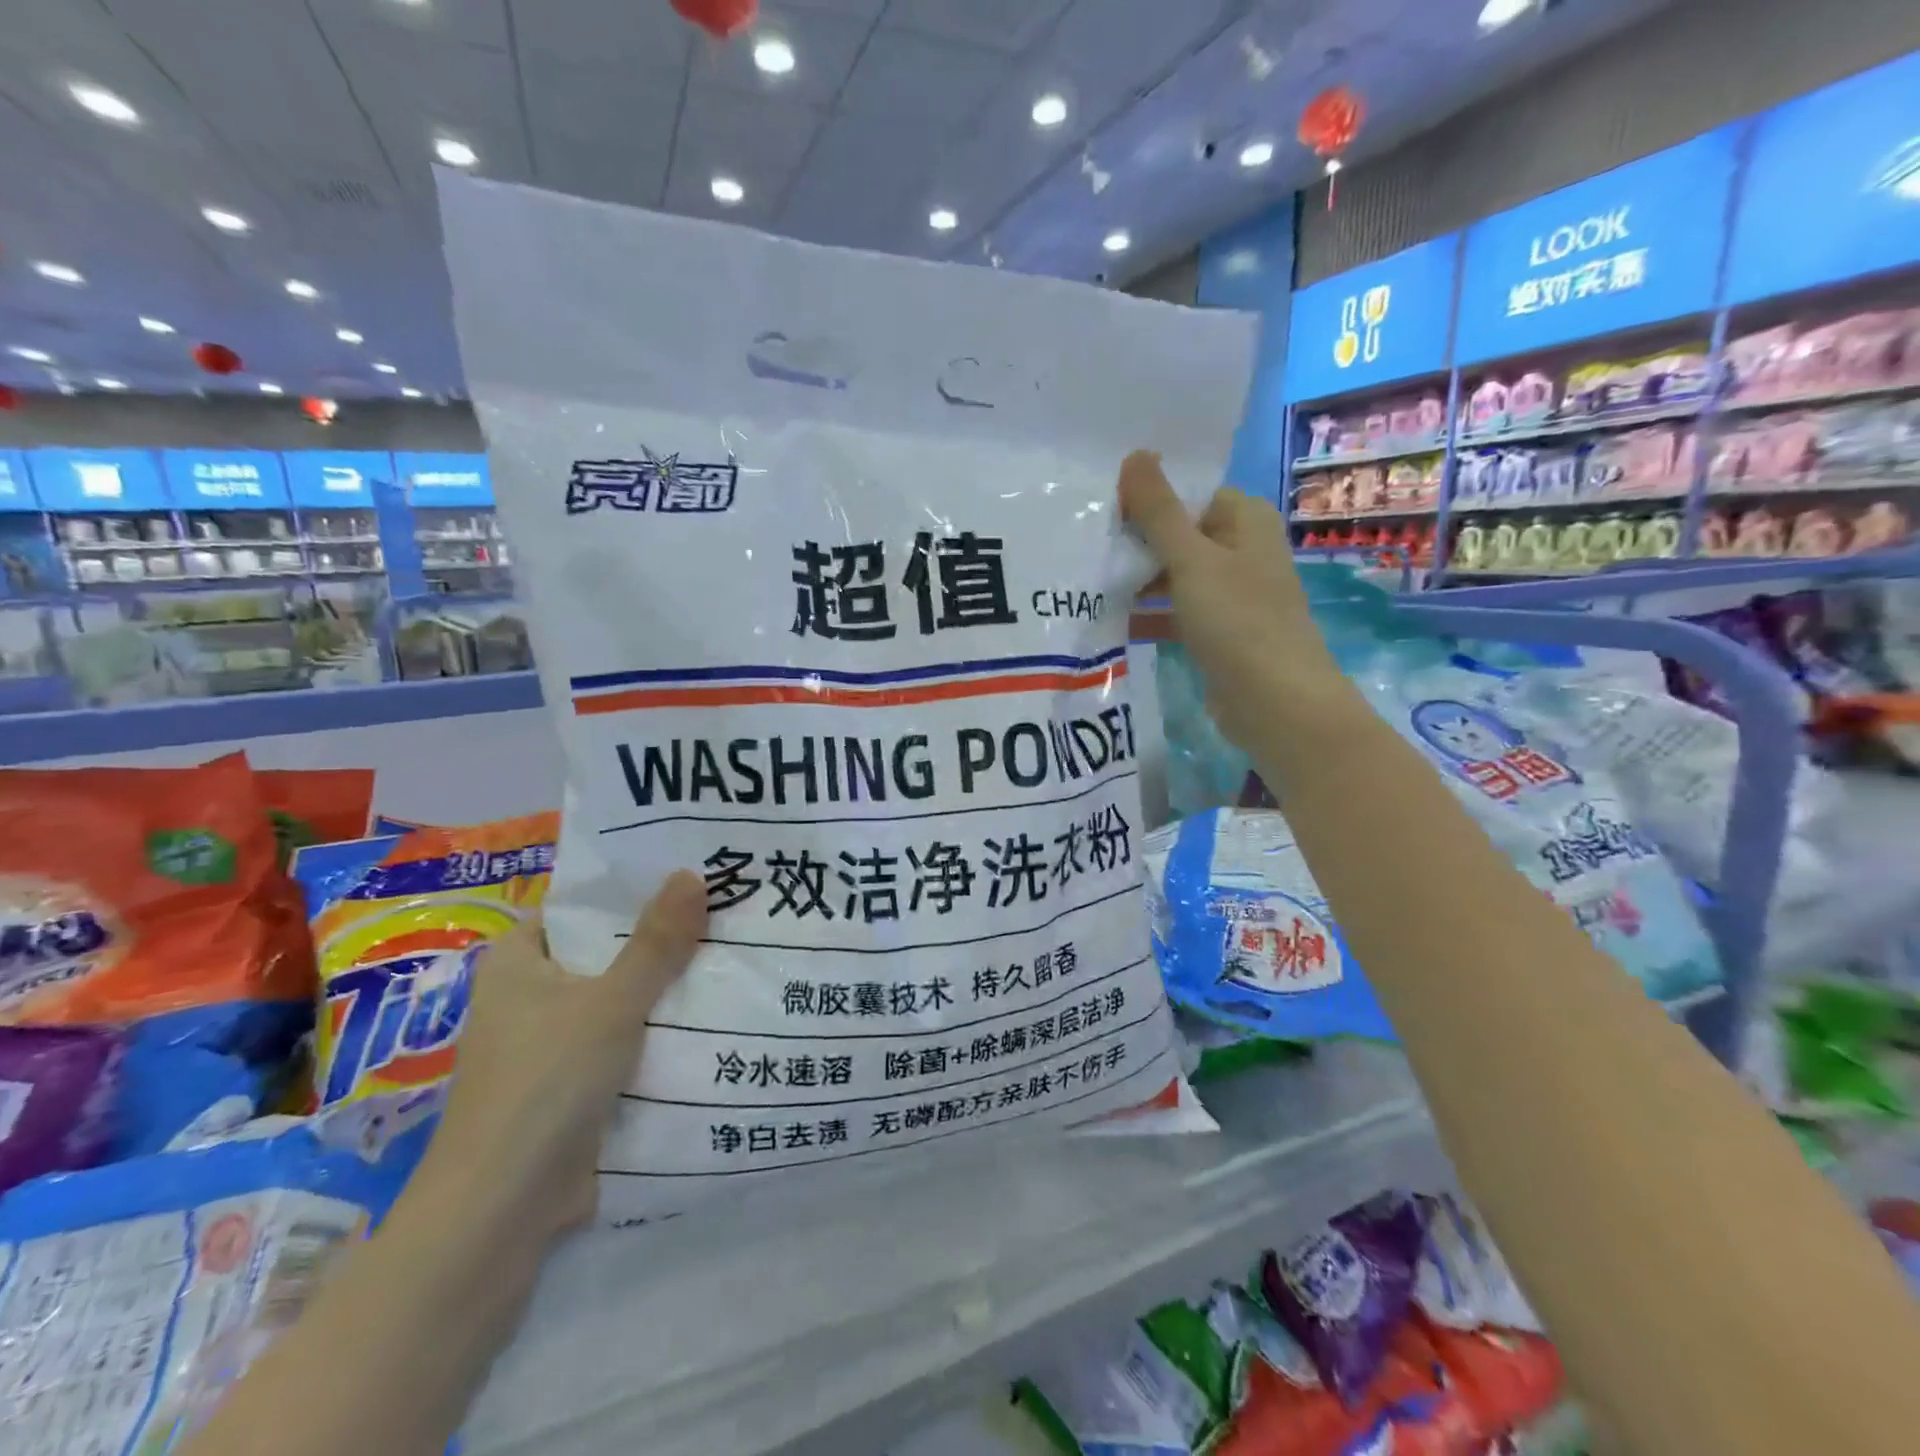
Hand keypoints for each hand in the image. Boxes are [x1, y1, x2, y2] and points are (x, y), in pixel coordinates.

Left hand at [422, 871, 706, 1241]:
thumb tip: (692, 873)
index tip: (690, 870)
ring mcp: (553, 1042)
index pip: (579, 904)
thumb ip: (656, 942)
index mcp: (519, 961)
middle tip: (726, 906)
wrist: (502, 1213)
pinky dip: (660, 1028)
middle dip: (662, 936)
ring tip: (733, 950)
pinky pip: (626, 1038)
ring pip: (621, 996)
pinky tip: (714, 1012)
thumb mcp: (610, 1003)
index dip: (630, 887)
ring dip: (666, 985)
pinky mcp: (574, 1083)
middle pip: (606, 950)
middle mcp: (530, 995)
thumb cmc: (545, 1084)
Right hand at [1119, 451, 1345, 747]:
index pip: (1189, 495)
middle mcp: (1244, 550)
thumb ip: (1159, 511)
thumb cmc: (1238, 620)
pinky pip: (1178, 611)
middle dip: (1138, 545)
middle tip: (1088, 552)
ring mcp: (1234, 593)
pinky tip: (1113, 622)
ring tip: (1090, 585)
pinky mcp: (1221, 631)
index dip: (1147, 503)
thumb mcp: (1192, 560)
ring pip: (1176, 576)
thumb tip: (1135, 454)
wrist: (1276, 702)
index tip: (1102, 517)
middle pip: (1180, 535)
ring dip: (1140, 581)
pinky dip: (1151, 614)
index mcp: (1246, 520)